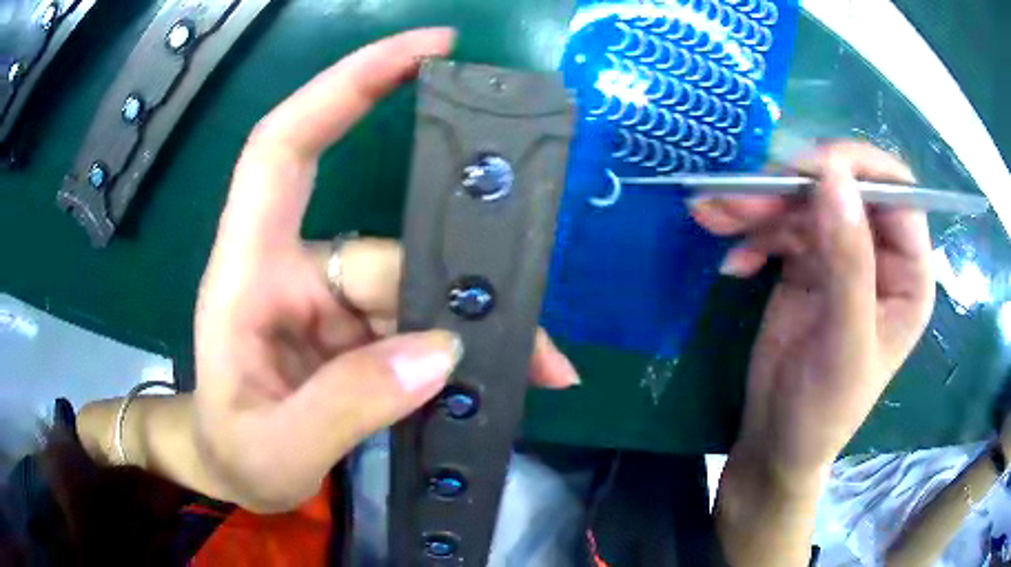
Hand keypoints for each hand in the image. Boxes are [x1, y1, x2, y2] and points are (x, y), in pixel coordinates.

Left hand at [192, 29, 577, 512]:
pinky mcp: (357, 332)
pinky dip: (466, 350)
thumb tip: (438, 352)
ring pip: (415, 292)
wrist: (230, 473)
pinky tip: (511, 373)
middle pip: (385, 250)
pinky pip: (420, 326)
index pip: (286, 145)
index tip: (427, 51)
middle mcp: (294, 270)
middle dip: (456, 288)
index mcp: (248, 272)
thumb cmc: (232, 454)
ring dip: (475, 331)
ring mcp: (330, 301)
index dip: (348, 84)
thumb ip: (346, 407)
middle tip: (532, 338)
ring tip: (536, 367)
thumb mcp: (276, 449)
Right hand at [692, 141, 934, 478]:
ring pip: (804, 202)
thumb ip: (849, 263)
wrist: (776, 442)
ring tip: (715, 216)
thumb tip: (833, 179)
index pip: (897, 194)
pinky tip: (734, 264)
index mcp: (908, 274)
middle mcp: (879, 254)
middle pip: (843, 189)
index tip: (808, 171)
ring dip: (759, 205)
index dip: (858, 170)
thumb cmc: (824, 410)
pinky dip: (751, 234)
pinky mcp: (805, 263)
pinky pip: (779, 227)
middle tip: (743, 198)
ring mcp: (840, 255)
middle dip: (793, 187)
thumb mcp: (845, 344)